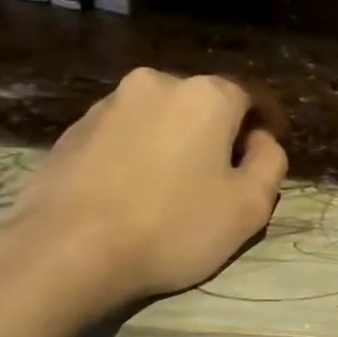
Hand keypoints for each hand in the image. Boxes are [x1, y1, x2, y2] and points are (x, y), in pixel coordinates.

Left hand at [0, 67, 287, 316]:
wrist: (66, 252)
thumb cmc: (174, 225)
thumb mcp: (250, 205)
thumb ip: (271, 163)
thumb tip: (261, 141)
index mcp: (205, 95)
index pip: (250, 97)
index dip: (267, 124)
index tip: (269, 153)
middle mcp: (155, 84)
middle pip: (203, 104)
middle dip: (220, 132)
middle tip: (226, 175)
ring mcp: (107, 105)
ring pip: (161, 118)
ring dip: (177, 142)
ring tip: (178, 187)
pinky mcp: (72, 132)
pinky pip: (125, 135)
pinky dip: (140, 154)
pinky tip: (138, 193)